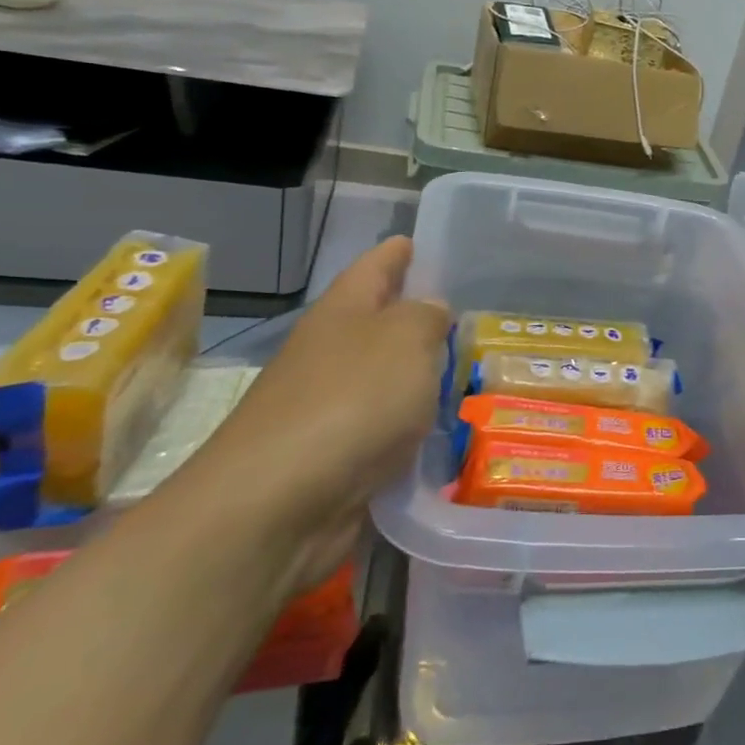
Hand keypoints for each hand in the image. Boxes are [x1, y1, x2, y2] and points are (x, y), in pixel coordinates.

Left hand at [191, 236, 449, 587]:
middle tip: (467, 314)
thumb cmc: (350, 401)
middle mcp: (330, 353)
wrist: (277, 503)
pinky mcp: (333, 457)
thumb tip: (431, 312)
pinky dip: (410, 427)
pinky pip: (383, 429)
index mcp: (343, 313)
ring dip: (417, 377)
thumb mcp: (406, 340)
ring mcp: (327, 407)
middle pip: (377, 324)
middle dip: (415, 318)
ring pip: (383, 379)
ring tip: (465, 373)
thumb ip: (426, 317)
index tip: (417, 241)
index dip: (397, 253)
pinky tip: (441, 432)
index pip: (374, 267)